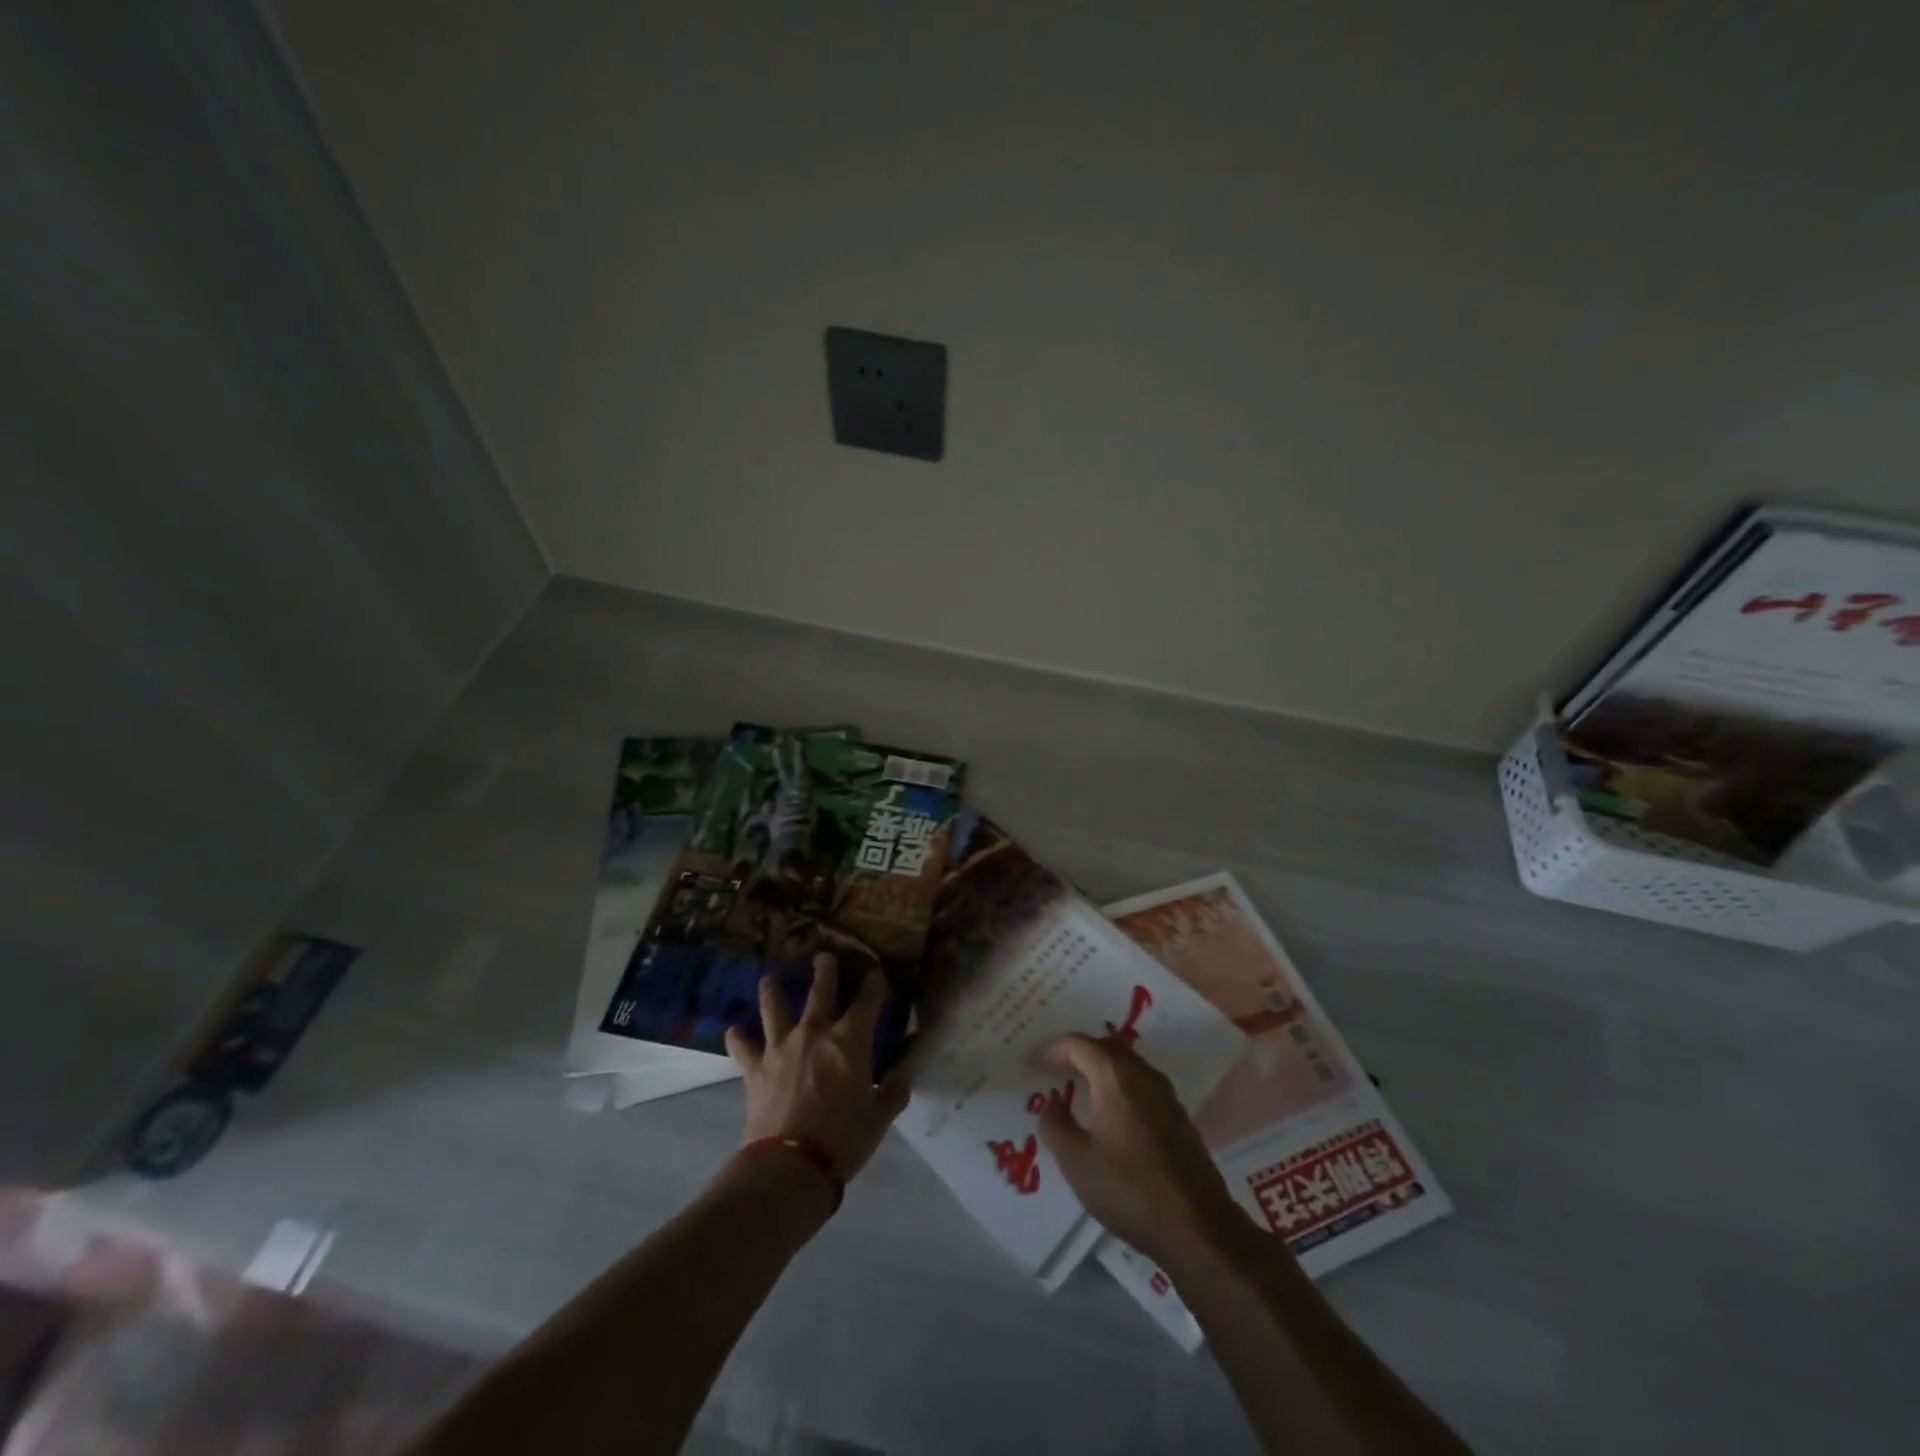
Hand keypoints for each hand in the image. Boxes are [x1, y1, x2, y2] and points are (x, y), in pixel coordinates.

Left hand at [725, 954, 911, 1183]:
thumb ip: (895, 1089)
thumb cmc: (844, 1139)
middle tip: (824, 957)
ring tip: (769, 979)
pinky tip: (734, 1030)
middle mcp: (815, 1032)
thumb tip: (905, 1070)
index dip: (875, 983)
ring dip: (772, 991)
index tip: (877, 973)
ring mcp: (781, 1047)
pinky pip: (742, 1047)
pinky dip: (738, 1038)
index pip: (868, 1000)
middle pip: (821, 990)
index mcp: (850, 1040)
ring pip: (774, 1007)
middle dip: (825, 970)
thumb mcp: (880, 1117)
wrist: (790, 1167)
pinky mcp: (755, 1069)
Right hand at [1036, 1033, 1243, 1268]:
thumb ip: (1056, 1126)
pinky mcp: (1179, 1118)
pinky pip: (1141, 1085)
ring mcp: (1166, 1095)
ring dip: (1100, 1070)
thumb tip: (1051, 1103)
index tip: (1033, 1062)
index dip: (1053, 1049)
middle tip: (1053, 1068)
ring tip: (1078, 1087)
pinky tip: (1110, 1113)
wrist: (1198, 1227)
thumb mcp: (1077, 1162)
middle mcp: (1143, 1074)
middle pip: (1105, 1048)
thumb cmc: (1129, 1189)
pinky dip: (1119, 1087)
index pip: (1079, 1044)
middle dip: (1078, 1054)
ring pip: (1126, 1066)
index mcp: (1115, 1076)